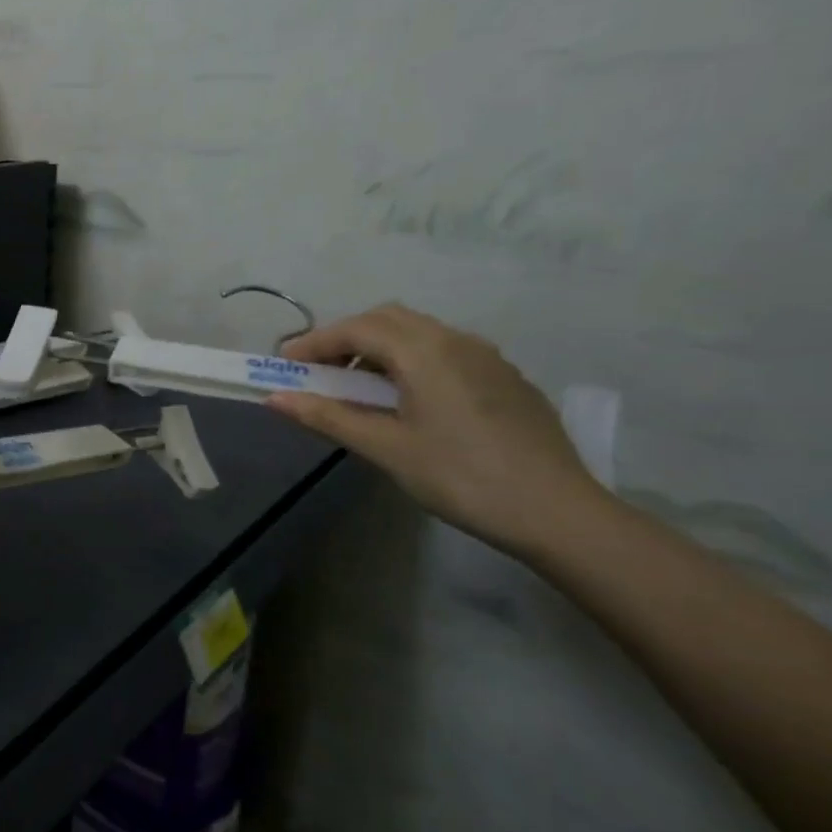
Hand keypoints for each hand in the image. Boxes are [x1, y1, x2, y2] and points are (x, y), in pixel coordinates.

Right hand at [264, 303, 604, 558]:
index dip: (314, 342)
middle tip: (319, 371)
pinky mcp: (506, 378)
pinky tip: (408, 399)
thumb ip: (328, 417)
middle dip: (346, 337)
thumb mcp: (386, 448)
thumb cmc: (460, 477)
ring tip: (358, 387)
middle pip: (388, 319)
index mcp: (425, 352)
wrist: (557, 512)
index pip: (356, 328)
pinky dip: (411, 359)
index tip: (284, 364)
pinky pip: (446, 350)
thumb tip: (275, 398)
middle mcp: (457, 340)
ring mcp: (487, 357)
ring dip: (379, 347)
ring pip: (419, 332)